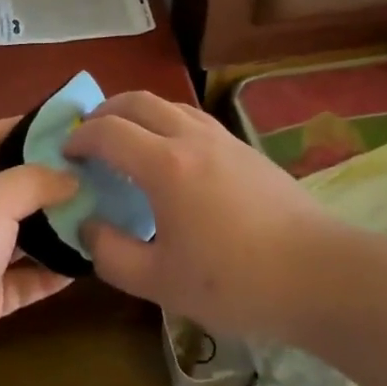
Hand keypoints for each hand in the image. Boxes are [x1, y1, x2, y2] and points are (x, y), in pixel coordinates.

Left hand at [0, 117, 77, 385]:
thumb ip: (35, 181)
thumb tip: (72, 177)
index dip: (20, 127)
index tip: (64, 127)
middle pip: (9, 184)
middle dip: (47, 178)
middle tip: (93, 172)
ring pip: (22, 232)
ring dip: (55, 225)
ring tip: (98, 212)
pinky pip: (27, 276)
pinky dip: (53, 270)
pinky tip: (87, 261)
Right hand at [66, 92, 325, 339]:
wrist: (321, 275)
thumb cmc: (237, 283)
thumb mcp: (161, 284)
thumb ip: (112, 254)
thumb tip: (89, 225)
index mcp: (165, 165)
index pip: (108, 132)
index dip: (79, 138)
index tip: (65, 154)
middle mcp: (191, 138)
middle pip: (137, 101)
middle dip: (104, 112)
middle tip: (88, 137)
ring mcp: (222, 139)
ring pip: (169, 104)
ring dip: (138, 112)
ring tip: (127, 140)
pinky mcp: (245, 149)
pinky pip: (193, 119)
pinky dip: (166, 122)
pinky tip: (172, 156)